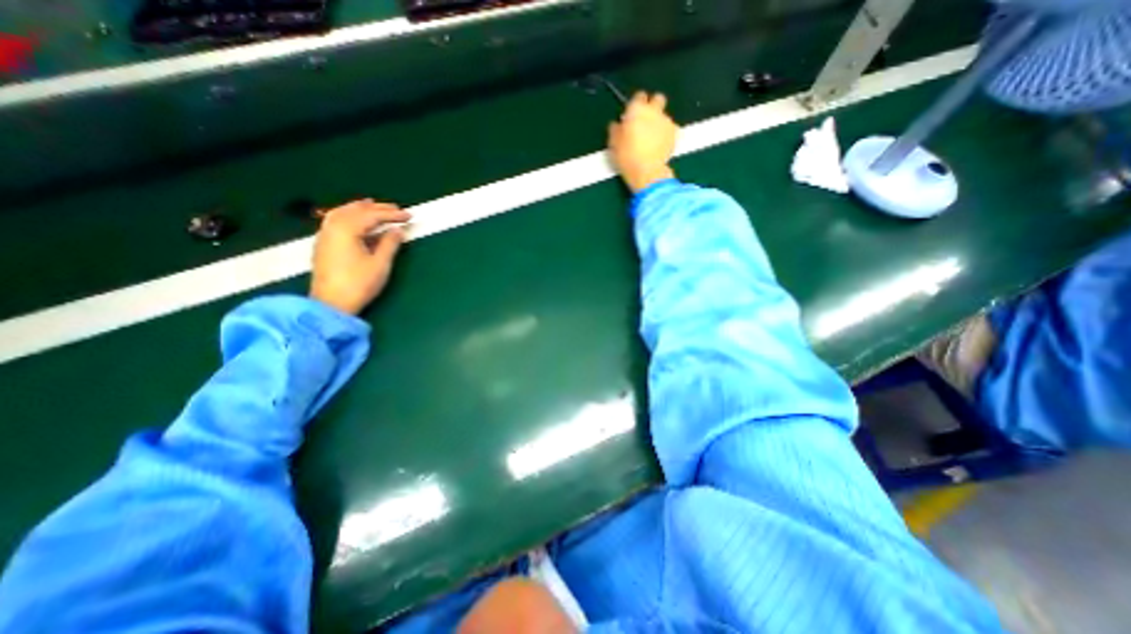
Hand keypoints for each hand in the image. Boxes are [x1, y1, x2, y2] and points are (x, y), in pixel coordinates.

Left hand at [309, 199, 411, 314]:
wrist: (331, 304)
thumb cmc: (359, 284)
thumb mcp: (380, 264)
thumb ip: (390, 244)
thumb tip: (397, 230)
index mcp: (347, 230)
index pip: (372, 216)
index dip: (392, 214)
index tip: (409, 216)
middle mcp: (332, 227)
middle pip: (356, 210)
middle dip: (377, 208)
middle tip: (396, 209)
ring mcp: (324, 235)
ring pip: (342, 212)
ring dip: (360, 208)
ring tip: (373, 206)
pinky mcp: (323, 245)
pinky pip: (335, 220)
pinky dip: (348, 215)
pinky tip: (355, 220)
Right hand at [610, 88, 679, 191]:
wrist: (647, 171)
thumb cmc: (627, 156)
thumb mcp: (613, 143)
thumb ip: (615, 129)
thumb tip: (617, 124)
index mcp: (637, 109)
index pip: (639, 96)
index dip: (635, 105)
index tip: (631, 116)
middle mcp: (654, 110)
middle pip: (657, 99)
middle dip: (652, 106)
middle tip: (645, 121)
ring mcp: (666, 121)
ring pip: (663, 115)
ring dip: (658, 122)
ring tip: (651, 138)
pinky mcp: (674, 134)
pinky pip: (669, 129)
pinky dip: (665, 133)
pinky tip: (658, 145)